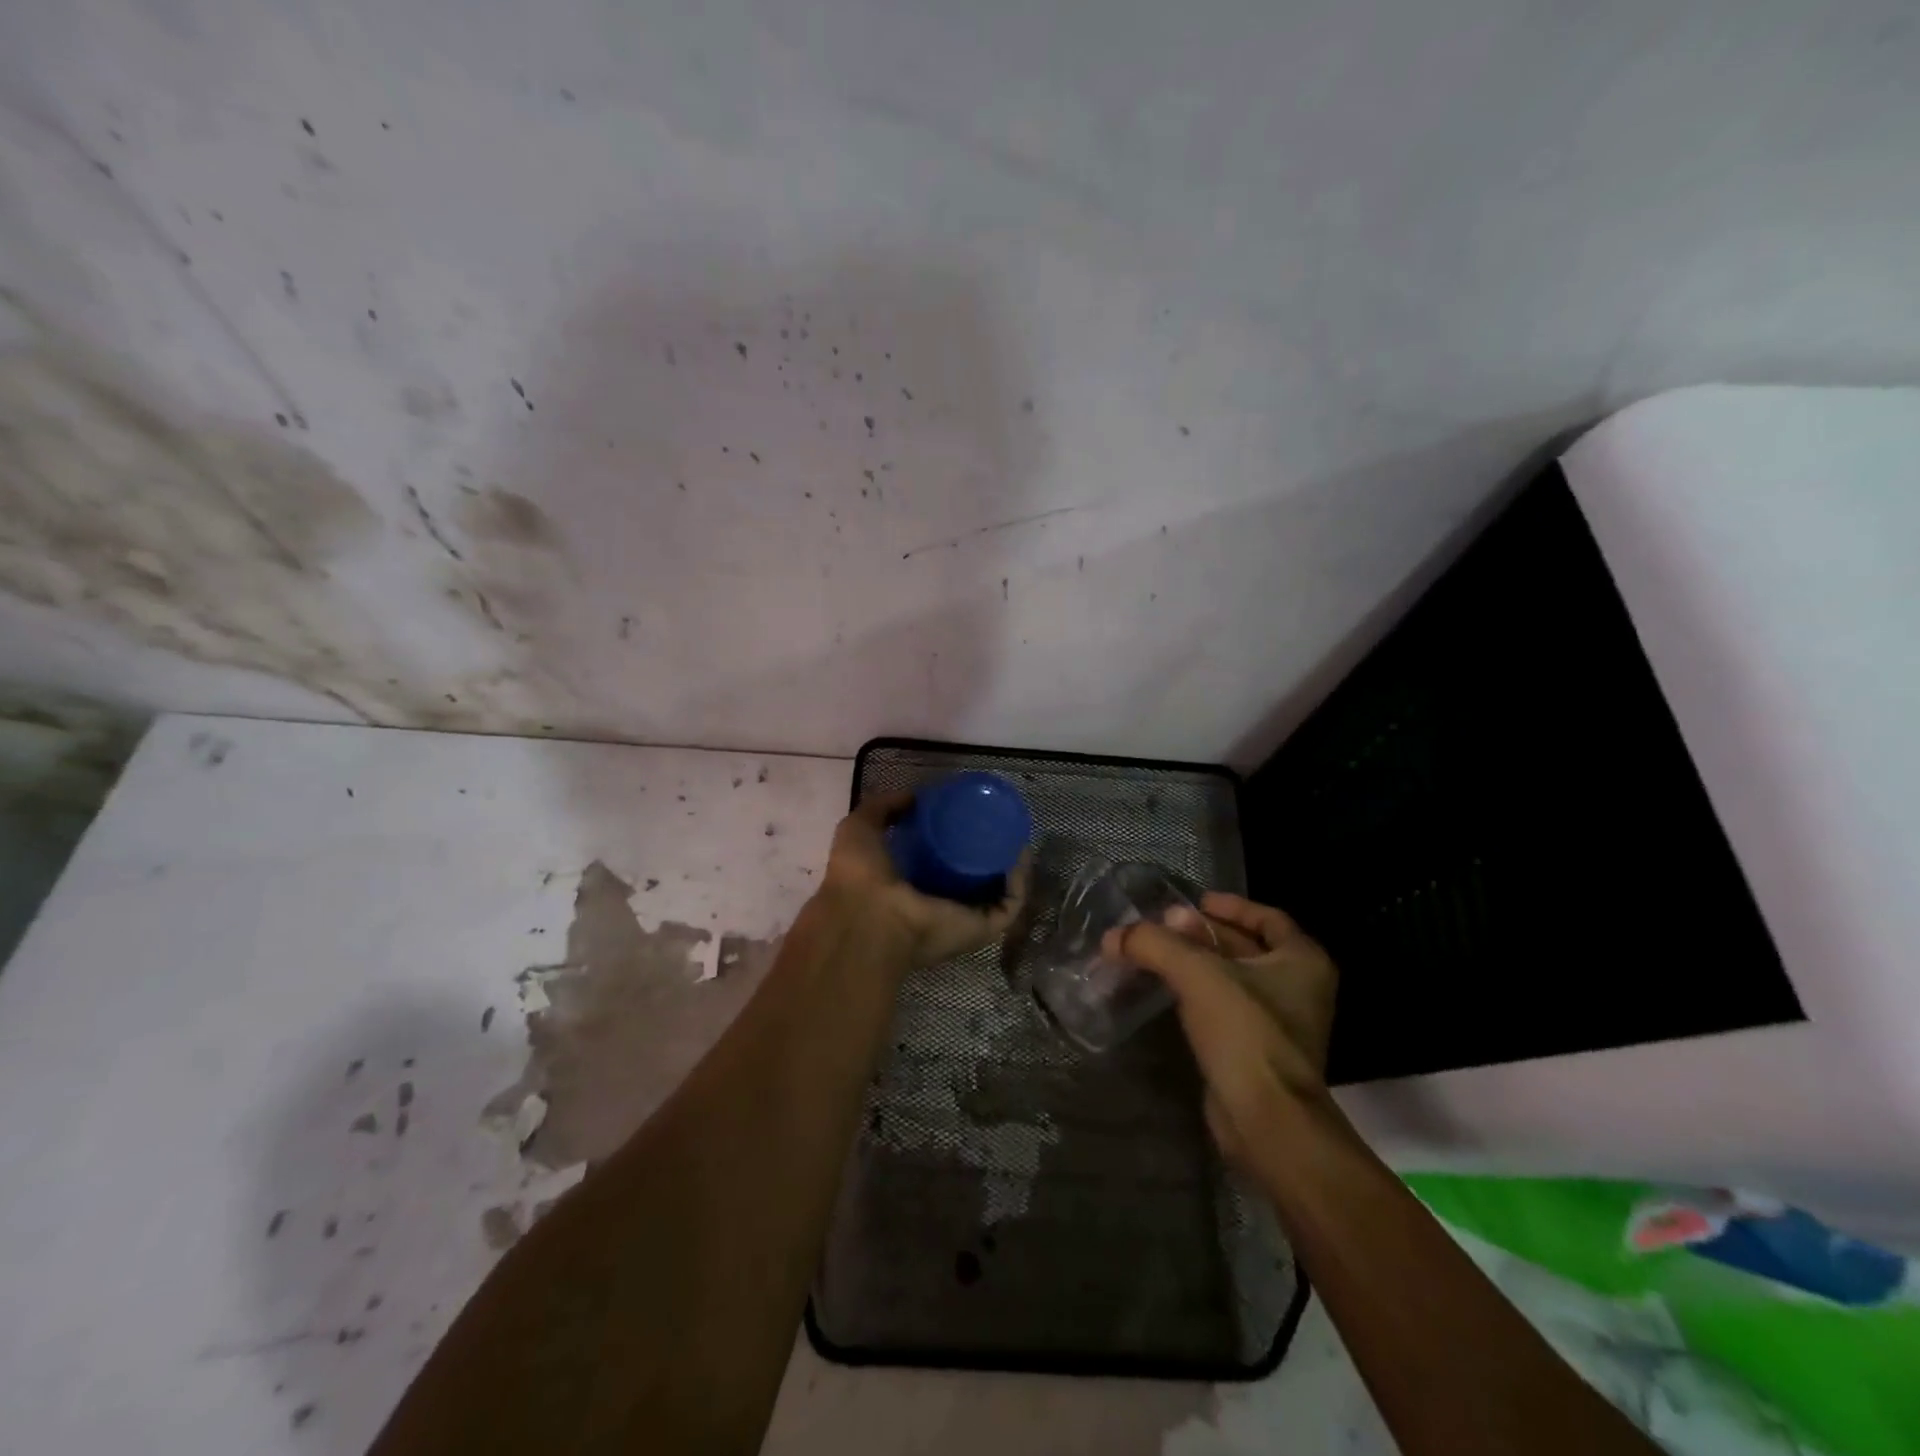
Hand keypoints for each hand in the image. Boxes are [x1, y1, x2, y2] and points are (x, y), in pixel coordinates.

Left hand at [820, 791, 1027, 968]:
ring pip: (997, 893)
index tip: (967, 816)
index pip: (937, 867)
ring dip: (1010, 867)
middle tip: (998, 825)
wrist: (870, 917)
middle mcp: (937, 907)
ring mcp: (962, 920)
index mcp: (908, 889)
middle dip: (987, 855)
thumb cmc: (860, 875)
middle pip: (971, 881)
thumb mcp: (861, 828)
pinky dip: (1020, 881)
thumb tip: (915, 795)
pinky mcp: (982, 928)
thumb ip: (884, 808)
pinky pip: (1010, 904)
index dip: (953, 842)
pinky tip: (1020, 852)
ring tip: (1016, 835)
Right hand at [1105, 892, 1337, 1163]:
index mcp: (1302, 960)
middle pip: (1246, 947)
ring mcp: (1280, 1024)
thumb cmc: (1245, 1032)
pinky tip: (1165, 992)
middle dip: (1203, 934)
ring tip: (1155, 954)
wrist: (1266, 1121)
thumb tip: (1114, 935)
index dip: (1230, 905)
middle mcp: (1298, 988)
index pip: (1267, 917)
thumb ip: (1154, 944)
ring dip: (1196, 964)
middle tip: (1162, 926)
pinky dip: (1197, 995)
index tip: (1194, 901)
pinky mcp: (1256, 1052)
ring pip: (1233, 979)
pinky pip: (1224, 1009)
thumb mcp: (1196, 974)